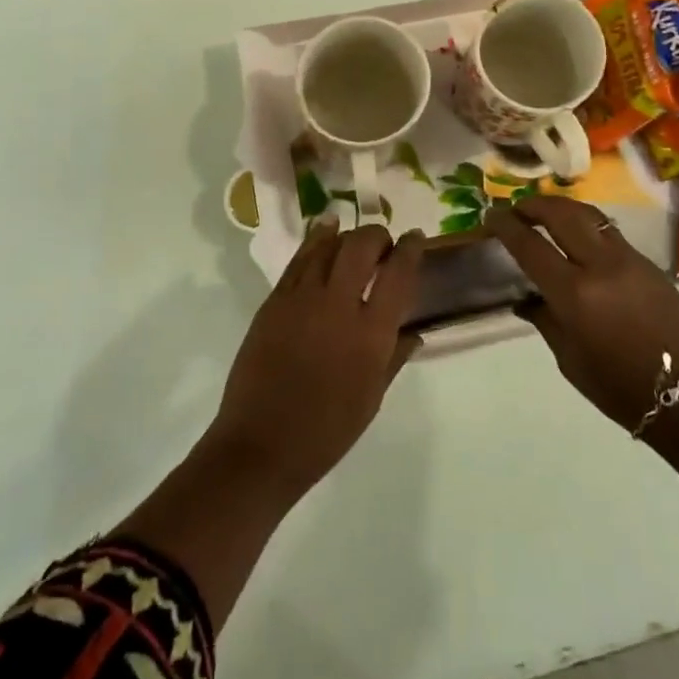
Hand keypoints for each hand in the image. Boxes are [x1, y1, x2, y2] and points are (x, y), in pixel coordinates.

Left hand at [208, 217, 424, 496]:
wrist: (262, 445)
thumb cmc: (326, 431)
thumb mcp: (372, 398)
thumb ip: (394, 357)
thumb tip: (414, 332)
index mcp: (371, 333)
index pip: (398, 273)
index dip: (410, 248)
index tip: (416, 237)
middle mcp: (338, 305)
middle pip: (361, 246)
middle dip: (377, 235)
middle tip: (382, 243)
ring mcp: (301, 299)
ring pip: (327, 246)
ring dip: (345, 235)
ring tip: (352, 237)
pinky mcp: (274, 302)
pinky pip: (298, 261)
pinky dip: (315, 242)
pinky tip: (323, 233)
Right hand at [484, 196, 678, 433]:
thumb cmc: (617, 387)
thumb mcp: (568, 358)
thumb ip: (545, 319)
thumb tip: (526, 298)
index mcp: (574, 294)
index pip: (530, 245)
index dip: (506, 226)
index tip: (491, 215)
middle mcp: (601, 266)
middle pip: (561, 214)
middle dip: (534, 205)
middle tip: (517, 209)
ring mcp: (629, 260)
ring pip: (590, 216)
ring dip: (562, 208)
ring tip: (545, 213)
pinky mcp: (650, 264)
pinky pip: (610, 233)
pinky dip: (586, 226)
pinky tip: (578, 239)